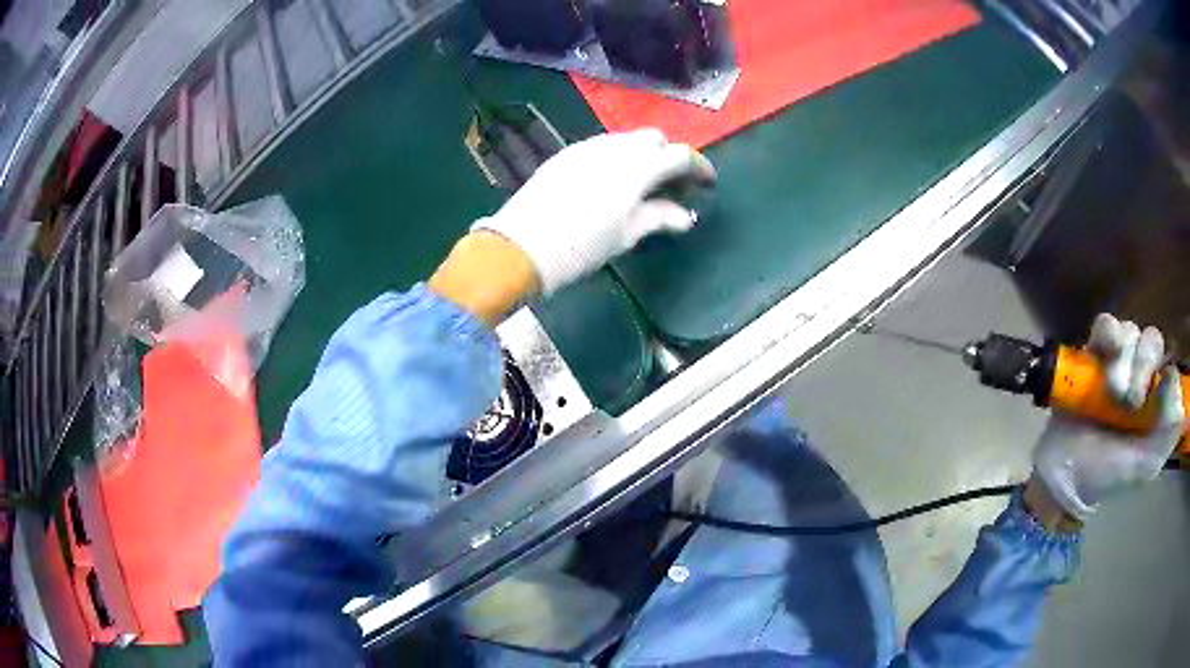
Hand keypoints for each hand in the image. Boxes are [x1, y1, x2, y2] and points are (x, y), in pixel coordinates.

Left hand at [474, 129, 715, 294]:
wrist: (521, 245)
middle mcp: (615, 147)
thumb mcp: (627, 235)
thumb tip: (685, 215)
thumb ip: (659, 217)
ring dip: (643, 156)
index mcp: (638, 167)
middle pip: (654, 139)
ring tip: (643, 186)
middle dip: (669, 157)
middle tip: (672, 186)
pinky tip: (612, 182)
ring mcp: (587, 147)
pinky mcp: (566, 153)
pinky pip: (602, 146)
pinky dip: (618, 157)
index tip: (707, 183)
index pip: (680, 155)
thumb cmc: (582, 246)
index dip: (699, 167)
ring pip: (626, 140)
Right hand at [1032, 314, 1184, 520]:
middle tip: (1130, 402)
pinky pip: (1105, 324)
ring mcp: (1117, 361)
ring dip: (1124, 360)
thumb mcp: (1144, 466)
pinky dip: (1108, 333)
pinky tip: (1104, 353)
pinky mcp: (1093, 354)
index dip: (1165, 372)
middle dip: (1143, 366)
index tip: (1154, 398)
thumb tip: (1182, 401)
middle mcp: (1141, 374)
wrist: (1064, 475)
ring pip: (1131, 332)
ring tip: (1111, 393)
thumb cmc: (1108, 475)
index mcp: (1155, 399)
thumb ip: (1167, 436)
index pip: (1169, 362)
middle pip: (1152, 341)